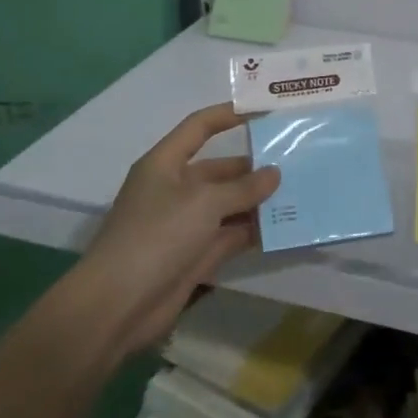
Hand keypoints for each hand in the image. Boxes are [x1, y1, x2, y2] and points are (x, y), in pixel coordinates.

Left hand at [77, 103, 279, 356]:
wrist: (118, 305)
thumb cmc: (157, 236)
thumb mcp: (203, 203)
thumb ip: (243, 187)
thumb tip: (275, 174)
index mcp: (165, 164)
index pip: (199, 127)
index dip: (229, 115)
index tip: (264, 112)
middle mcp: (175, 189)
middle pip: (220, 169)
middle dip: (255, 166)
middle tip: (296, 162)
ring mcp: (186, 224)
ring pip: (229, 203)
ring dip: (259, 200)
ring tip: (300, 192)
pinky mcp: (196, 255)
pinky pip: (232, 235)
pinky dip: (255, 231)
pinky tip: (285, 226)